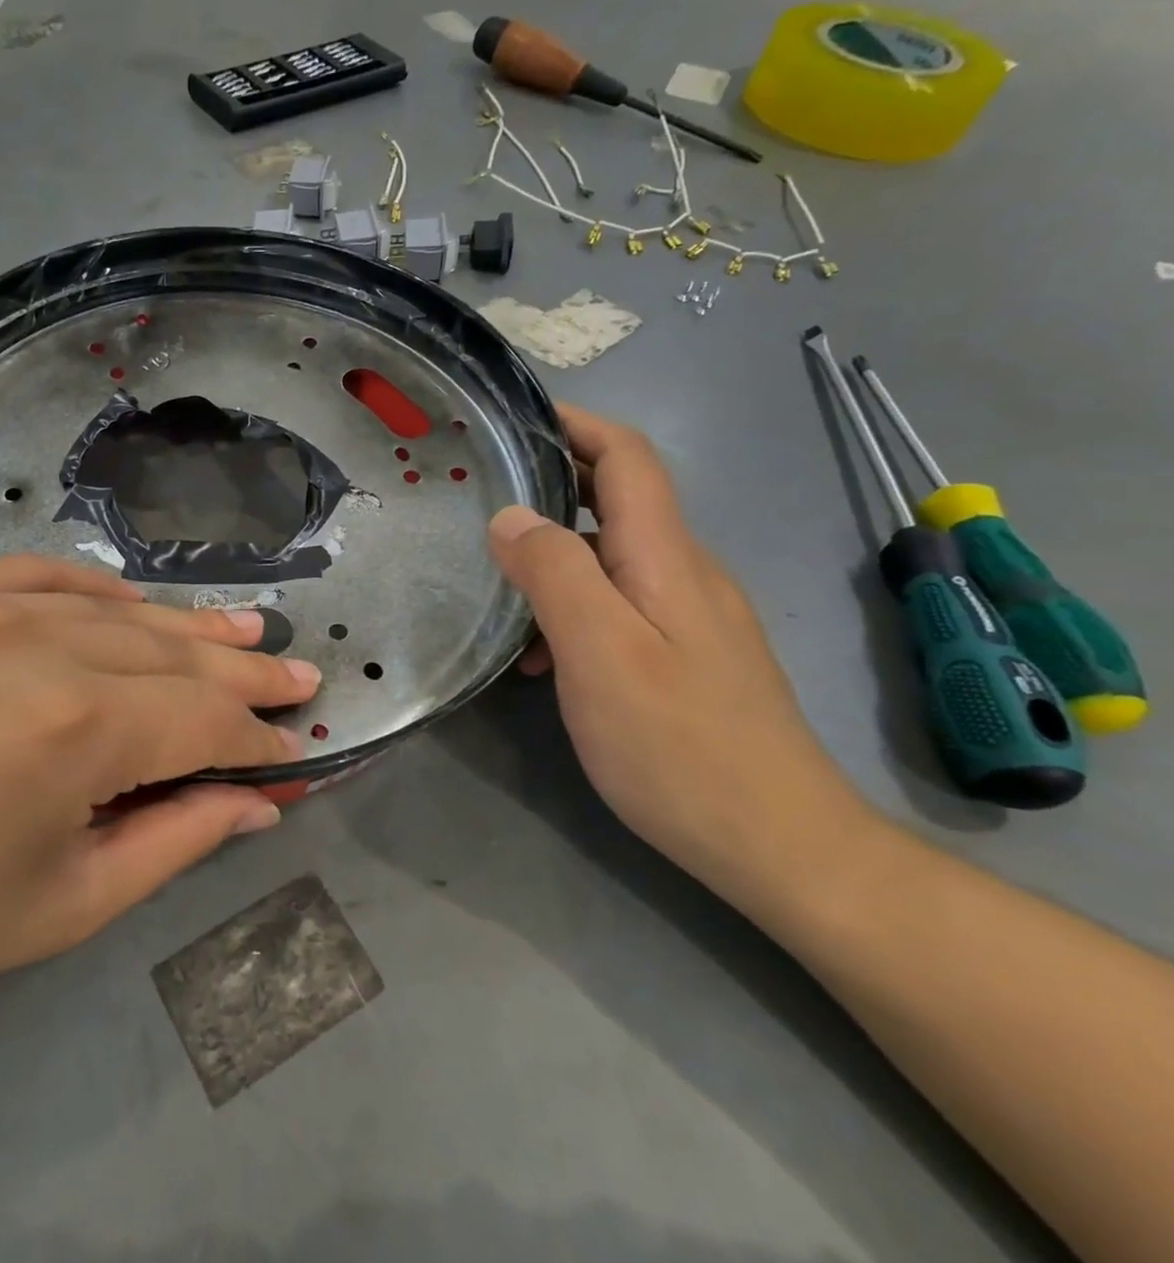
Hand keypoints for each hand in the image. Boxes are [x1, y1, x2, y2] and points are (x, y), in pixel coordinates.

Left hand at [0, 556, 318, 1044]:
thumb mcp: (65, 905)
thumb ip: (179, 840)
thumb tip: (259, 800)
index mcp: (69, 730)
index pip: (203, 721)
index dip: (258, 737)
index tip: (299, 746)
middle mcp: (32, 642)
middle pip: (171, 652)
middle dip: (242, 673)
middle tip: (295, 673)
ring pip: (115, 609)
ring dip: (184, 628)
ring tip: (244, 632)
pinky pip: (42, 575)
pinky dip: (99, 592)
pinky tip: (134, 607)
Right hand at [488, 405, 876, 893]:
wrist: (779, 844)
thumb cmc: (679, 745)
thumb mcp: (599, 653)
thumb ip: (554, 573)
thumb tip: (511, 516)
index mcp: (665, 557)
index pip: (627, 457)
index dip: (576, 424)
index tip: (515, 418)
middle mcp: (685, 572)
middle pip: (617, 500)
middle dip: (551, 484)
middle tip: (482, 498)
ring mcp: (691, 616)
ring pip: (612, 556)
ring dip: (553, 556)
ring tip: (496, 587)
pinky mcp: (687, 656)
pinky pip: (621, 603)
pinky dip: (572, 606)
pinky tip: (540, 657)